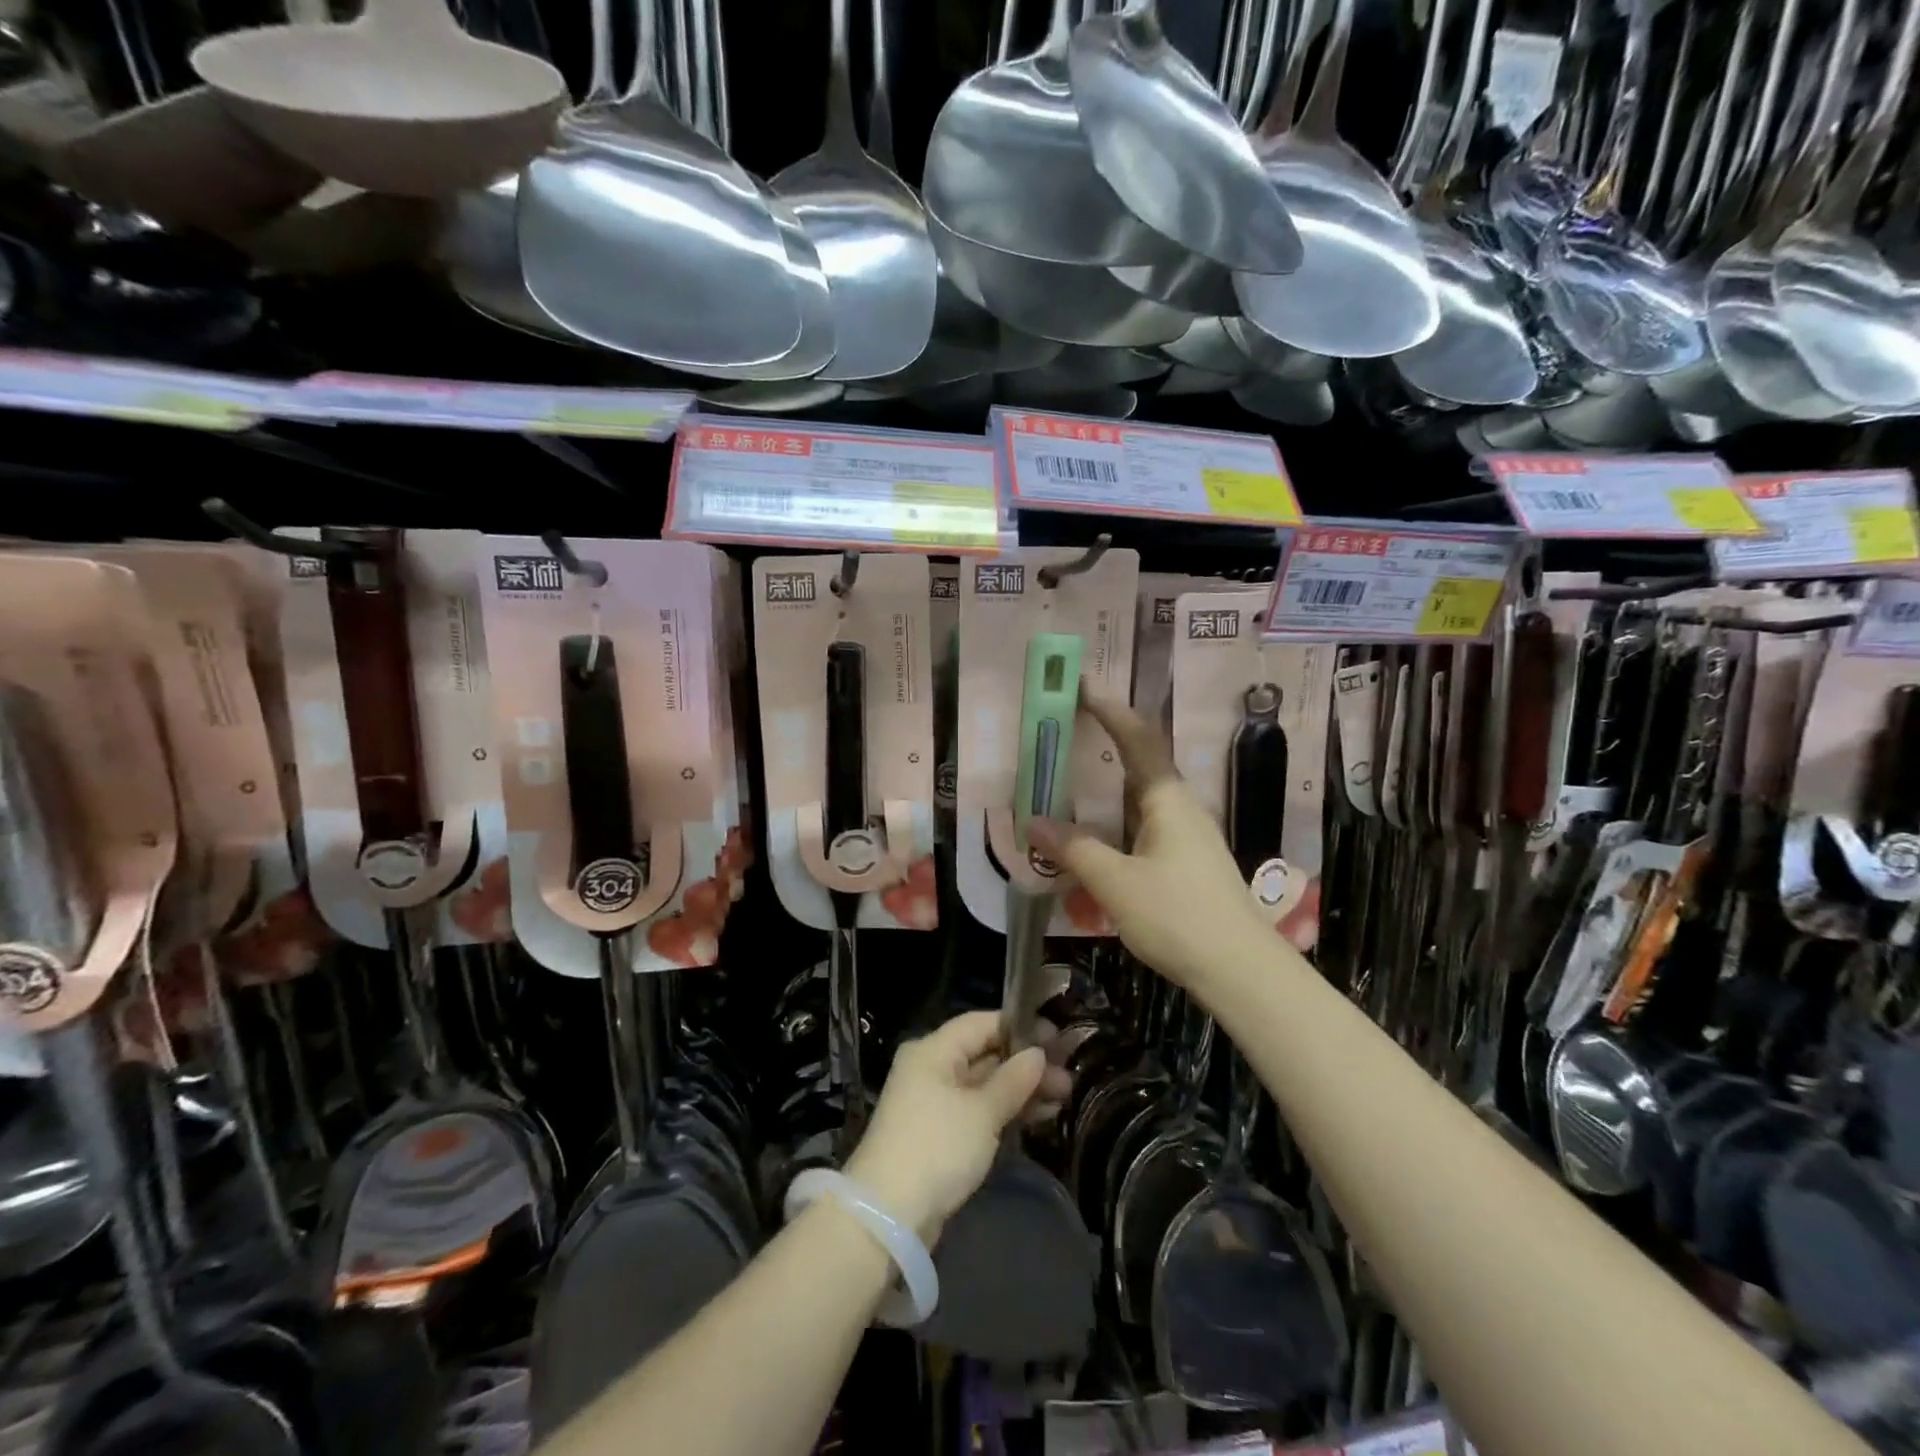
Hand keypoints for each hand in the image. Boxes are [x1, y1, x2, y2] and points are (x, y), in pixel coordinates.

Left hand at [845, 1011, 1069, 1245]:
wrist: (889, 1215)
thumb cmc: (937, 1147)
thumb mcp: (981, 1111)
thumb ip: (1013, 1080)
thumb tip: (1037, 1053)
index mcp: (934, 1050)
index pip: (982, 1023)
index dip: (1020, 1027)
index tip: (1058, 1038)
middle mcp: (932, 1069)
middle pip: (985, 1054)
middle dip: (1026, 1064)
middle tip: (1068, 1076)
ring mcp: (934, 1103)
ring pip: (985, 1085)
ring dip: (1022, 1090)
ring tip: (1063, 1098)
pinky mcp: (940, 1135)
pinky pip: (978, 1111)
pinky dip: (1006, 1111)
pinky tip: (1040, 1116)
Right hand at [1030, 690, 1274, 992]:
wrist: (1240, 970)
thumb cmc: (1178, 916)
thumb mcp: (1116, 882)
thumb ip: (1075, 849)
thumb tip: (1033, 821)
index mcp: (1168, 799)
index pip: (1137, 738)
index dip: (1109, 709)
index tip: (1081, 685)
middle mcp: (1181, 808)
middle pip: (1141, 761)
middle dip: (1105, 740)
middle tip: (1066, 729)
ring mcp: (1187, 835)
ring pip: (1141, 796)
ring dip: (1108, 784)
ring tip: (1071, 779)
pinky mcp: (1187, 861)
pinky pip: (1144, 823)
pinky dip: (1115, 817)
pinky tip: (1096, 835)